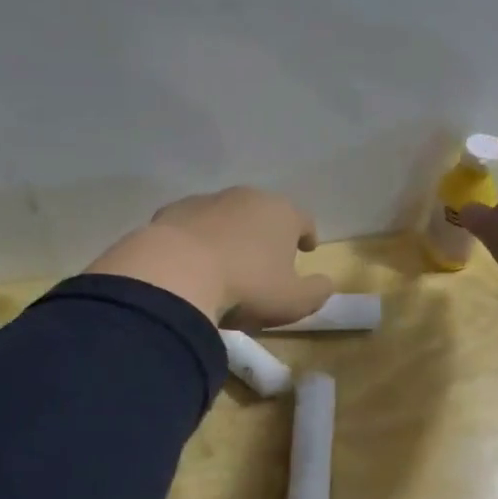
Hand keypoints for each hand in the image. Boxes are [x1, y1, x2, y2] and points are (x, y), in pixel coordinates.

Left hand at [85, 186, 334, 327]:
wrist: (175, 273)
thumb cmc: (246, 286)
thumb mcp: (294, 301)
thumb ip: (317, 291)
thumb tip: (325, 283)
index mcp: (282, 213)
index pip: (303, 219)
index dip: (307, 234)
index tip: (306, 248)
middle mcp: (246, 197)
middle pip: (264, 213)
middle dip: (266, 233)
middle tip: (264, 260)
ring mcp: (207, 200)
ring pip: (226, 216)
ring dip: (230, 234)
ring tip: (225, 264)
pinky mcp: (172, 211)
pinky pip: (193, 225)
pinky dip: (197, 239)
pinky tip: (190, 262)